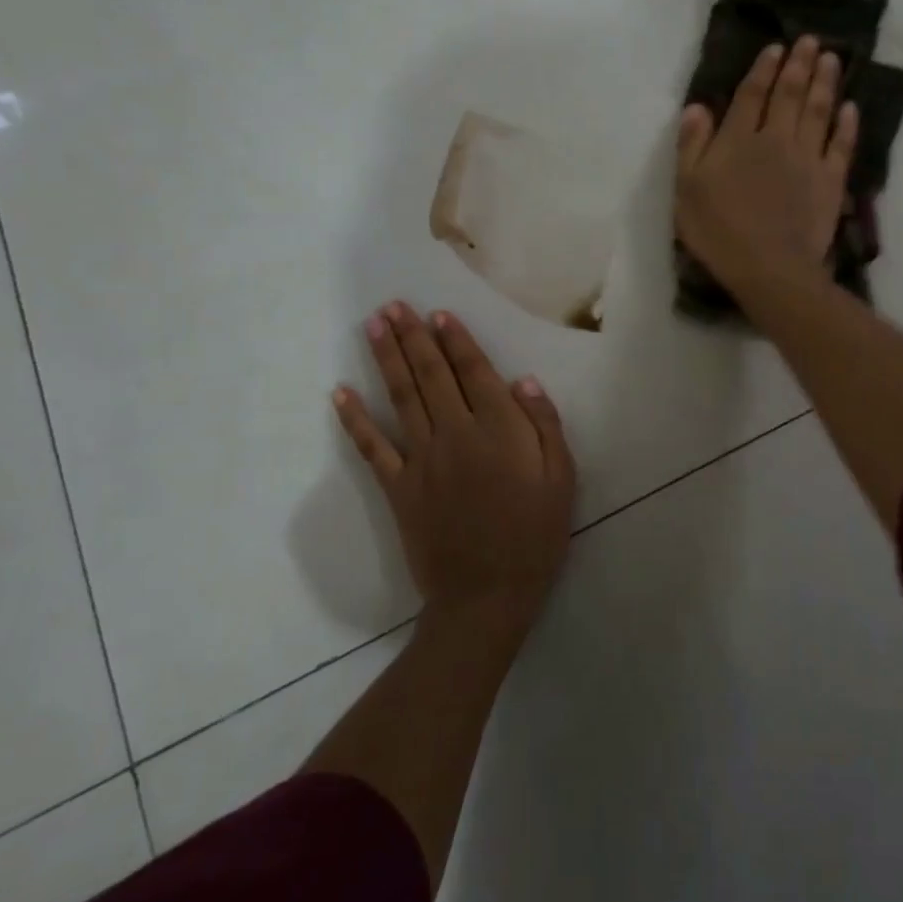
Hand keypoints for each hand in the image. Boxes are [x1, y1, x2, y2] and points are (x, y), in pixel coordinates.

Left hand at [335, 303, 574, 639]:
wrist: (487, 596)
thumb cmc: (534, 536)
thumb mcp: (562, 480)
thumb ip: (545, 426)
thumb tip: (524, 381)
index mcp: (499, 430)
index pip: (474, 372)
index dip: (456, 341)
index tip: (439, 314)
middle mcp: (456, 434)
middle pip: (432, 376)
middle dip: (413, 337)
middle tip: (394, 305)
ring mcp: (422, 460)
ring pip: (402, 398)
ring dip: (387, 359)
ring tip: (374, 326)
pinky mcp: (398, 488)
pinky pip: (372, 448)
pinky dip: (355, 420)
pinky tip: (340, 394)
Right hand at [675, 34, 857, 297]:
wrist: (769, 266)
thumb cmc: (719, 230)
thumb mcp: (687, 189)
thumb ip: (692, 145)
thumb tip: (697, 106)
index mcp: (738, 139)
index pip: (751, 95)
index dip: (763, 69)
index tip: (775, 47)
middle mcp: (776, 139)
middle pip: (789, 94)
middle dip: (799, 64)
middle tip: (810, 40)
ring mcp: (808, 158)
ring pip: (818, 111)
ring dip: (825, 82)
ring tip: (831, 58)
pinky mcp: (830, 180)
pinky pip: (842, 144)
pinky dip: (847, 124)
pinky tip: (851, 107)